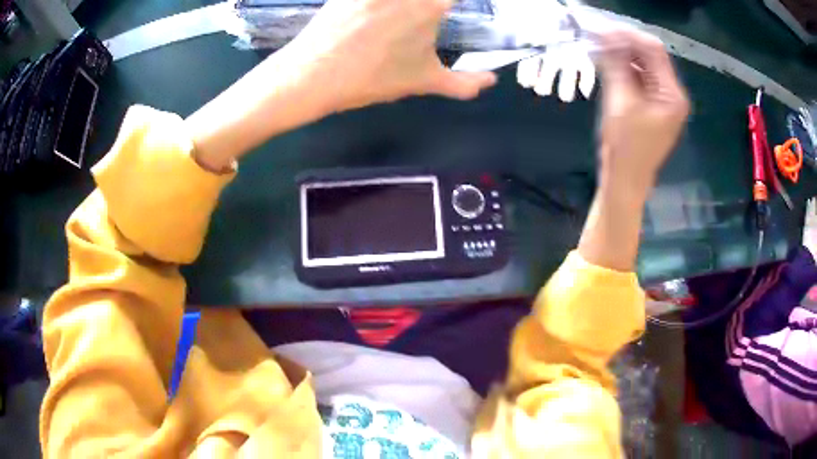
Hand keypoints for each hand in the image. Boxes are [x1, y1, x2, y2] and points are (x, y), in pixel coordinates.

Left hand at [187, 0, 495, 171]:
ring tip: (403, 21)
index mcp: (431, 5)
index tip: (455, 7)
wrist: (312, 75)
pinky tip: (381, 12)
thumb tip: (491, 81)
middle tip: (434, 10)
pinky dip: (385, 4)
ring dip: (407, 6)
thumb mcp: (422, 81)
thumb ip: (463, 83)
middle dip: (435, 4)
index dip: (458, 2)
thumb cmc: (370, 78)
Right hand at [596, 29, 689, 196]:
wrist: (626, 181)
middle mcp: (672, 93)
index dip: (627, 35)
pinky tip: (607, 63)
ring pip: (643, 65)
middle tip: (596, 35)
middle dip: (624, 43)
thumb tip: (605, 34)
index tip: (601, 28)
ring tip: (598, 47)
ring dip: (622, 54)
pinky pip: (640, 78)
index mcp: (672, 94)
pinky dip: (624, 68)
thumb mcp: (620, 101)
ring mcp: (663, 100)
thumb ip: (616, 65)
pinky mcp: (653, 105)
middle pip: (650, 56)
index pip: (653, 50)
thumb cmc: (626, 147)